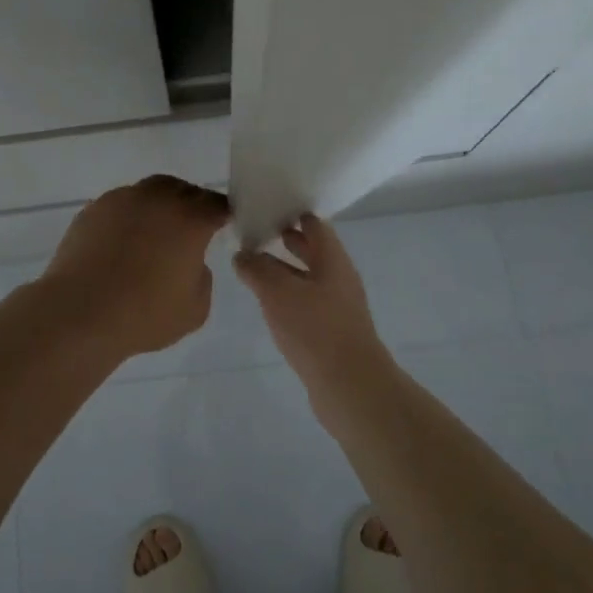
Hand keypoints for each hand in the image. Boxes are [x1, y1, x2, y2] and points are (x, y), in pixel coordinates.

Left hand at [42, 176, 230, 357]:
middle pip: (182, 189)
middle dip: (190, 203)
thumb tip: (190, 261)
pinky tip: (122, 241)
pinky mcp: (93, 209)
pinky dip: (128, 217)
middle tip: (189, 226)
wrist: (80, 312)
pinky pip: (120, 205)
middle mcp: (157, 199)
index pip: (216, 205)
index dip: (222, 214)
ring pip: (148, 192)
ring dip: (157, 206)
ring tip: (153, 233)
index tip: (222, 225)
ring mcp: (121, 200)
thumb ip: (202, 278)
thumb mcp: (195, 309)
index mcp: (189, 219)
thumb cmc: (144, 314)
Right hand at [233, 215, 386, 392]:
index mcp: (333, 260)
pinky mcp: (330, 333)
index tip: (267, 205)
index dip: (293, 212)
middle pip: (313, 250)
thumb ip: (257, 269)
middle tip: (256, 230)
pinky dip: (287, 295)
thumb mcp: (278, 293)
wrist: (350, 387)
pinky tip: (268, 303)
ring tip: (253, 264)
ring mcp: (337, 307)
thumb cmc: (316, 329)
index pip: (315, 225)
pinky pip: (306, 304)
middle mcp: (338, 279)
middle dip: (287, 239)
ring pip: (307, 278)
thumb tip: (242, 254)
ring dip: (284, 269)